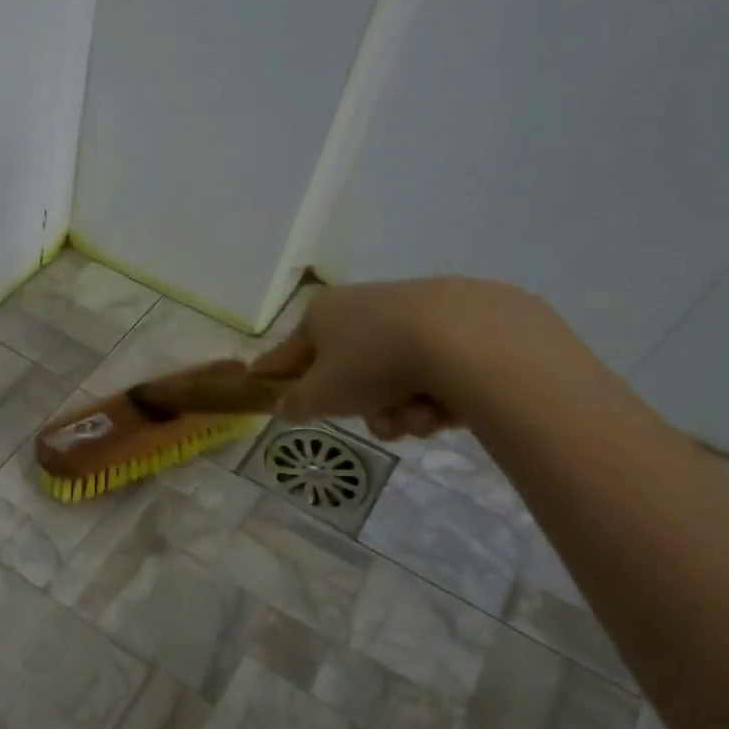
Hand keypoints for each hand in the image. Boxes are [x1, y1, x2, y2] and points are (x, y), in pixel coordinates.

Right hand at [250, 277, 554, 441]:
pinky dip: (435, 395)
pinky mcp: (461, 323)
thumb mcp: (320, 395)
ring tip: (418, 417)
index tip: (261, 382)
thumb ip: (295, 403)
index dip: (275, 373)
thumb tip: (284, 406)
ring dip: (401, 410)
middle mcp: (363, 305)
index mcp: (322, 314)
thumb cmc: (372, 363)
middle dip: (365, 408)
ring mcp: (413, 312)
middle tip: (378, 422)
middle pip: (349, 373)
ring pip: (392, 379)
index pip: (289, 351)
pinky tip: (447, 405)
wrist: (467, 340)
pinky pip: (432, 371)